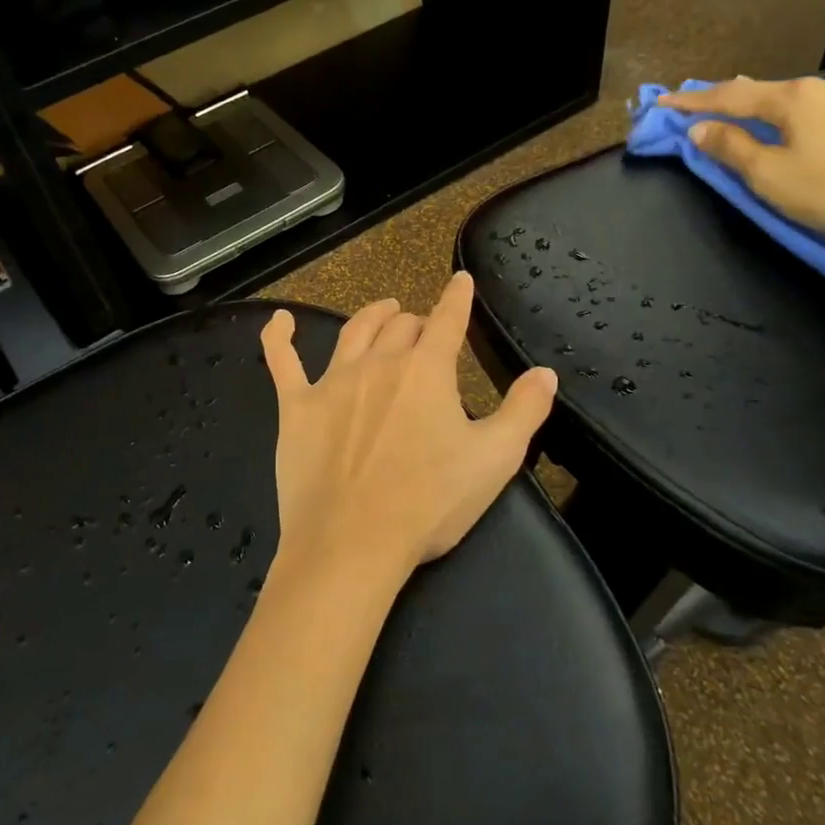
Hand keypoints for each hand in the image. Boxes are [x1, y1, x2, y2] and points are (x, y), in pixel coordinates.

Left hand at [260, 271, 557, 588]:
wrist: (352, 543)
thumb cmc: (429, 502)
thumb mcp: (495, 460)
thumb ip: (525, 410)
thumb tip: (545, 372)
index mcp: (426, 371)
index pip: (447, 320)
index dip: (457, 298)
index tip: (460, 281)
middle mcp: (378, 363)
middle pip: (400, 327)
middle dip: (417, 322)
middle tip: (425, 331)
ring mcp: (332, 383)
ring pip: (353, 332)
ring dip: (372, 316)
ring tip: (383, 310)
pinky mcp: (296, 408)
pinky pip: (283, 362)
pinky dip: (279, 337)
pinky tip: (279, 321)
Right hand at [657, 75, 824, 261]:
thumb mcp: (768, 175)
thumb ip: (730, 148)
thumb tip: (700, 129)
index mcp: (795, 97)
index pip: (730, 96)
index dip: (693, 102)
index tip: (662, 101)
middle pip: (764, 92)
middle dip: (729, 102)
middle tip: (699, 109)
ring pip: (794, 101)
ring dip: (763, 111)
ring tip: (741, 118)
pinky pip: (819, 112)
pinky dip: (792, 119)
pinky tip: (790, 129)